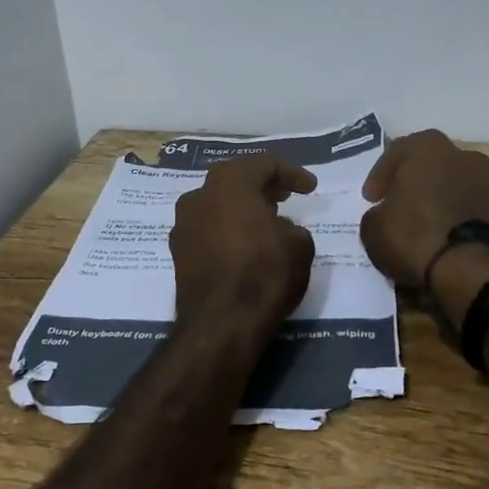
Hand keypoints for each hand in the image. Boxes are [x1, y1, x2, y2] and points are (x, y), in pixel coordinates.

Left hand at [170, 154, 317, 328]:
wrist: (221, 324)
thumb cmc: (264, 273)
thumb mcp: (299, 244)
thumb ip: (290, 226)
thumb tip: (276, 229)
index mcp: (229, 182)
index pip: (264, 164)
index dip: (292, 173)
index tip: (310, 188)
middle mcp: (199, 196)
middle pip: (235, 180)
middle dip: (262, 186)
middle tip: (285, 196)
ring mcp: (183, 225)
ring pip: (217, 205)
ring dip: (241, 208)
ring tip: (266, 221)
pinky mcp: (178, 253)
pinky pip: (208, 230)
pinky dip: (227, 230)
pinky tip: (245, 245)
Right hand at [359, 130, 488, 289]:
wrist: (474, 270)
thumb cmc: (416, 237)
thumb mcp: (373, 229)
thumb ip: (377, 214)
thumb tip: (386, 215)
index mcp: (429, 147)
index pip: (398, 152)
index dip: (381, 176)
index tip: (372, 199)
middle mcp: (465, 155)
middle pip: (433, 166)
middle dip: (418, 185)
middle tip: (403, 209)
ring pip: (460, 187)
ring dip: (445, 202)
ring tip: (432, 229)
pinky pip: (479, 211)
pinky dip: (466, 221)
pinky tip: (455, 243)